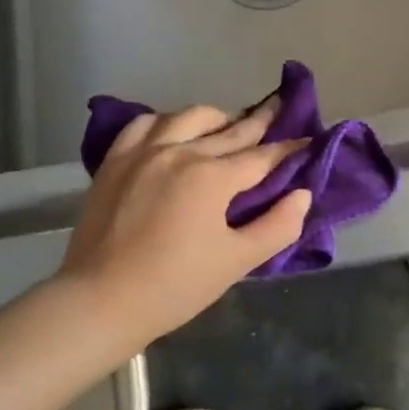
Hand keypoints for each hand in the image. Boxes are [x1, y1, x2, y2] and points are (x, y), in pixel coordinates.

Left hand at [60, 99, 311, 346]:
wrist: (100, 302)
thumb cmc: (175, 286)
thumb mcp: (237, 262)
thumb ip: (277, 226)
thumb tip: (303, 194)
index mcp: (212, 177)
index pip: (262, 156)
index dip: (289, 149)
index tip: (309, 140)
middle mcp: (181, 151)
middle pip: (231, 129)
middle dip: (260, 120)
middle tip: (280, 108)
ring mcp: (144, 151)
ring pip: (189, 116)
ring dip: (216, 118)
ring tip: (228, 126)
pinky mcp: (116, 159)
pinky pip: (146, 124)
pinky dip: (168, 122)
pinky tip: (174, 132)